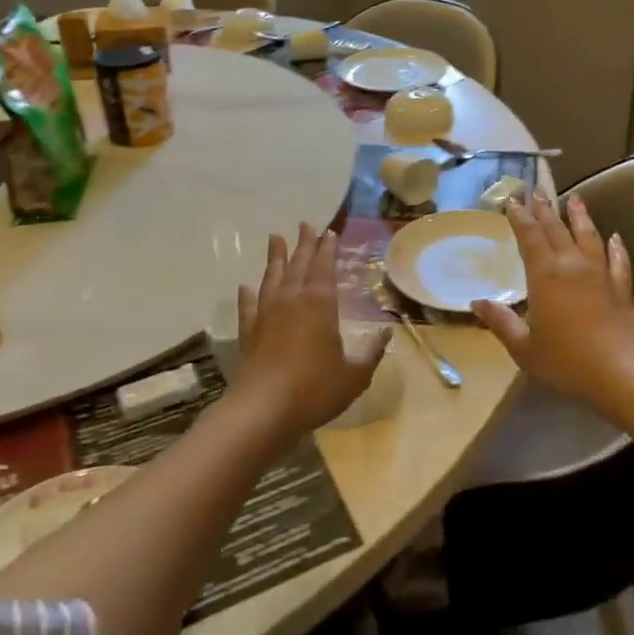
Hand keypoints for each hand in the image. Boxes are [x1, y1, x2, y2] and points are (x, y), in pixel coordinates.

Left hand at [233, 224, 390, 435]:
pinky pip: (248, 305)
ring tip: (275, 238)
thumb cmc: (315, 389)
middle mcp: (292, 300)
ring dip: (275, 257)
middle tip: (305, 224)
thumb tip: (387, 333)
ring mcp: (266, 314)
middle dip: (303, 243)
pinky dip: (248, 294)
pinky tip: (246, 286)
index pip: (325, 266)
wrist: (264, 410)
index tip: (329, 232)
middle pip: (298, 264)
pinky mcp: (249, 332)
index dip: (328, 248)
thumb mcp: (355, 374)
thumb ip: (371, 352)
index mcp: (320, 303)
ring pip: (271, 277)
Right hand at [472, 193, 633, 406]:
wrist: (623, 373)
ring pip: (589, 237)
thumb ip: (501, 322)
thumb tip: (476, 302)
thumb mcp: (524, 348)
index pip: (529, 237)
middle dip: (545, 209)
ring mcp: (600, 276)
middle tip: (537, 189)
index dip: (520, 217)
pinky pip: (619, 262)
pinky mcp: (622, 290)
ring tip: (575, 198)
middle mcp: (572, 267)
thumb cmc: (566, 361)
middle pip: (557, 230)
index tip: (512, 200)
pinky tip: (616, 238)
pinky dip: (617, 248)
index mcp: (545, 276)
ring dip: (580, 216)